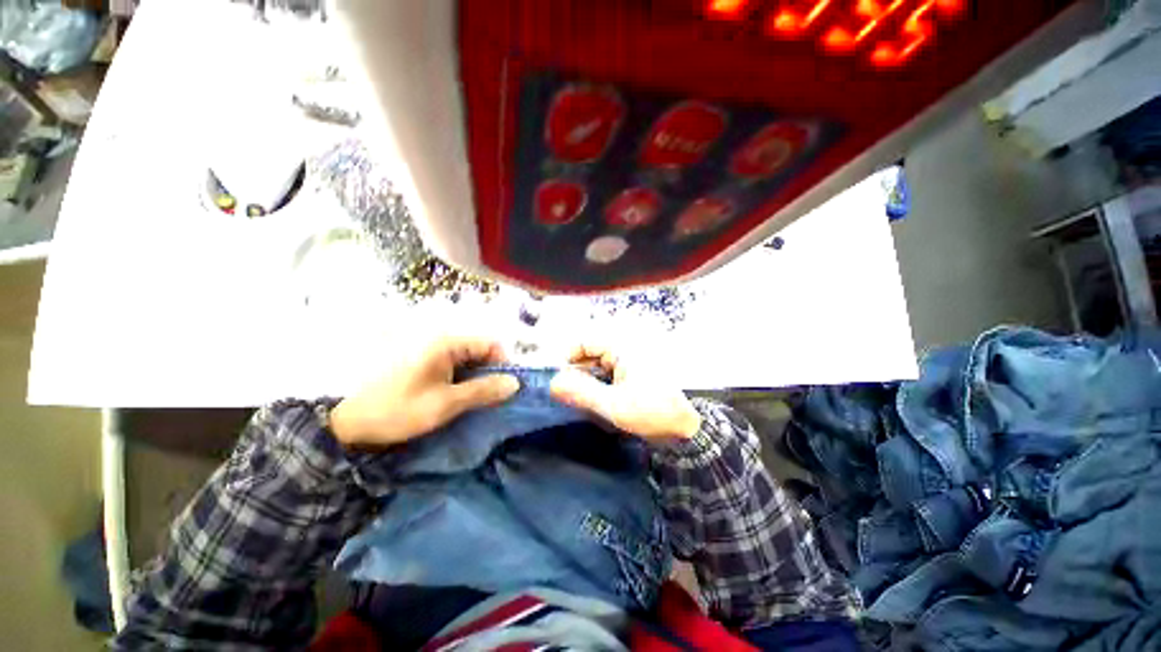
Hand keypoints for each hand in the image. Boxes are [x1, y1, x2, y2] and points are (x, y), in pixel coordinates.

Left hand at [328, 336, 520, 448]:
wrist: (348, 422)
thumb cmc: (399, 409)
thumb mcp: (446, 403)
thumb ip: (483, 391)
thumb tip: (515, 383)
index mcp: (446, 343)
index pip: (490, 344)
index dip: (504, 363)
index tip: (506, 387)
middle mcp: (440, 339)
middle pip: (479, 350)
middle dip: (490, 372)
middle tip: (492, 398)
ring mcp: (430, 350)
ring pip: (467, 358)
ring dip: (477, 377)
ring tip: (476, 400)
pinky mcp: (423, 361)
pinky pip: (453, 364)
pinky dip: (462, 379)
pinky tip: (458, 396)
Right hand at [550, 344, 701, 443]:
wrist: (688, 426)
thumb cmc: (653, 412)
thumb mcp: (613, 405)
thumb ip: (580, 392)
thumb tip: (553, 383)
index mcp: (622, 344)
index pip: (583, 341)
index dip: (567, 360)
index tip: (561, 383)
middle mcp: (627, 342)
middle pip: (590, 351)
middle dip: (579, 373)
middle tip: (575, 397)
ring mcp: (632, 354)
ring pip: (599, 361)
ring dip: (591, 379)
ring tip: (592, 400)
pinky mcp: (636, 365)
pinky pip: (610, 368)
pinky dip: (603, 381)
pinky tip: (606, 398)